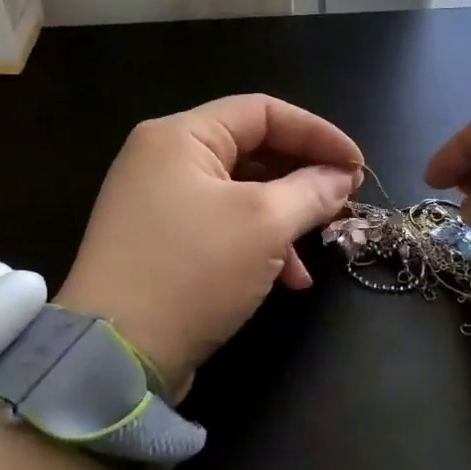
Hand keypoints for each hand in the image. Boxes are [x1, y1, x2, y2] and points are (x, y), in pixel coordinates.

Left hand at [55, 94, 362, 397]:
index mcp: (180, 137)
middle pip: (252, 150)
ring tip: (321, 244)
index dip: (317, 133)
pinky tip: (289, 280)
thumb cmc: (192, 271)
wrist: (114, 357)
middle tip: (344, 201)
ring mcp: (158, 203)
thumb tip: (341, 177)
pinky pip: (221, 226)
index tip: (357, 165)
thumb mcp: (264, 225)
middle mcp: (163, 160)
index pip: (262, 111)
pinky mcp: (161, 243)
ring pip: (241, 193)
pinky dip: (258, 244)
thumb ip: (311, 191)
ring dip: (286, 216)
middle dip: (303, 177)